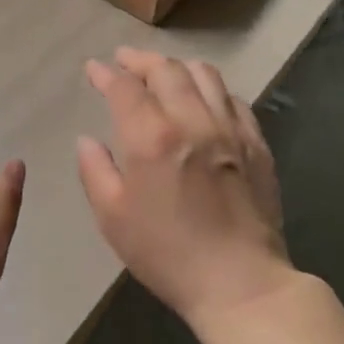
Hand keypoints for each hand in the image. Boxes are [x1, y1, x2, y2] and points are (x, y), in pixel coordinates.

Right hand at [76, 48, 295, 330]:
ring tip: (163, 72)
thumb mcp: (113, 218)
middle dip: (140, 59)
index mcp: (151, 137)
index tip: (94, 69)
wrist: (240, 284)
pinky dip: (212, 89)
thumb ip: (95, 170)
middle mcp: (192, 120)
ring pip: (204, 74)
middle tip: (124, 61)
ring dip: (177, 66)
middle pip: (166, 69)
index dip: (105, 73)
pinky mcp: (256, 143)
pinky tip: (204, 99)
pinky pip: (234, 98)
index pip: (124, 87)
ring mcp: (229, 128)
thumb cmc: (167, 254)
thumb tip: (87, 140)